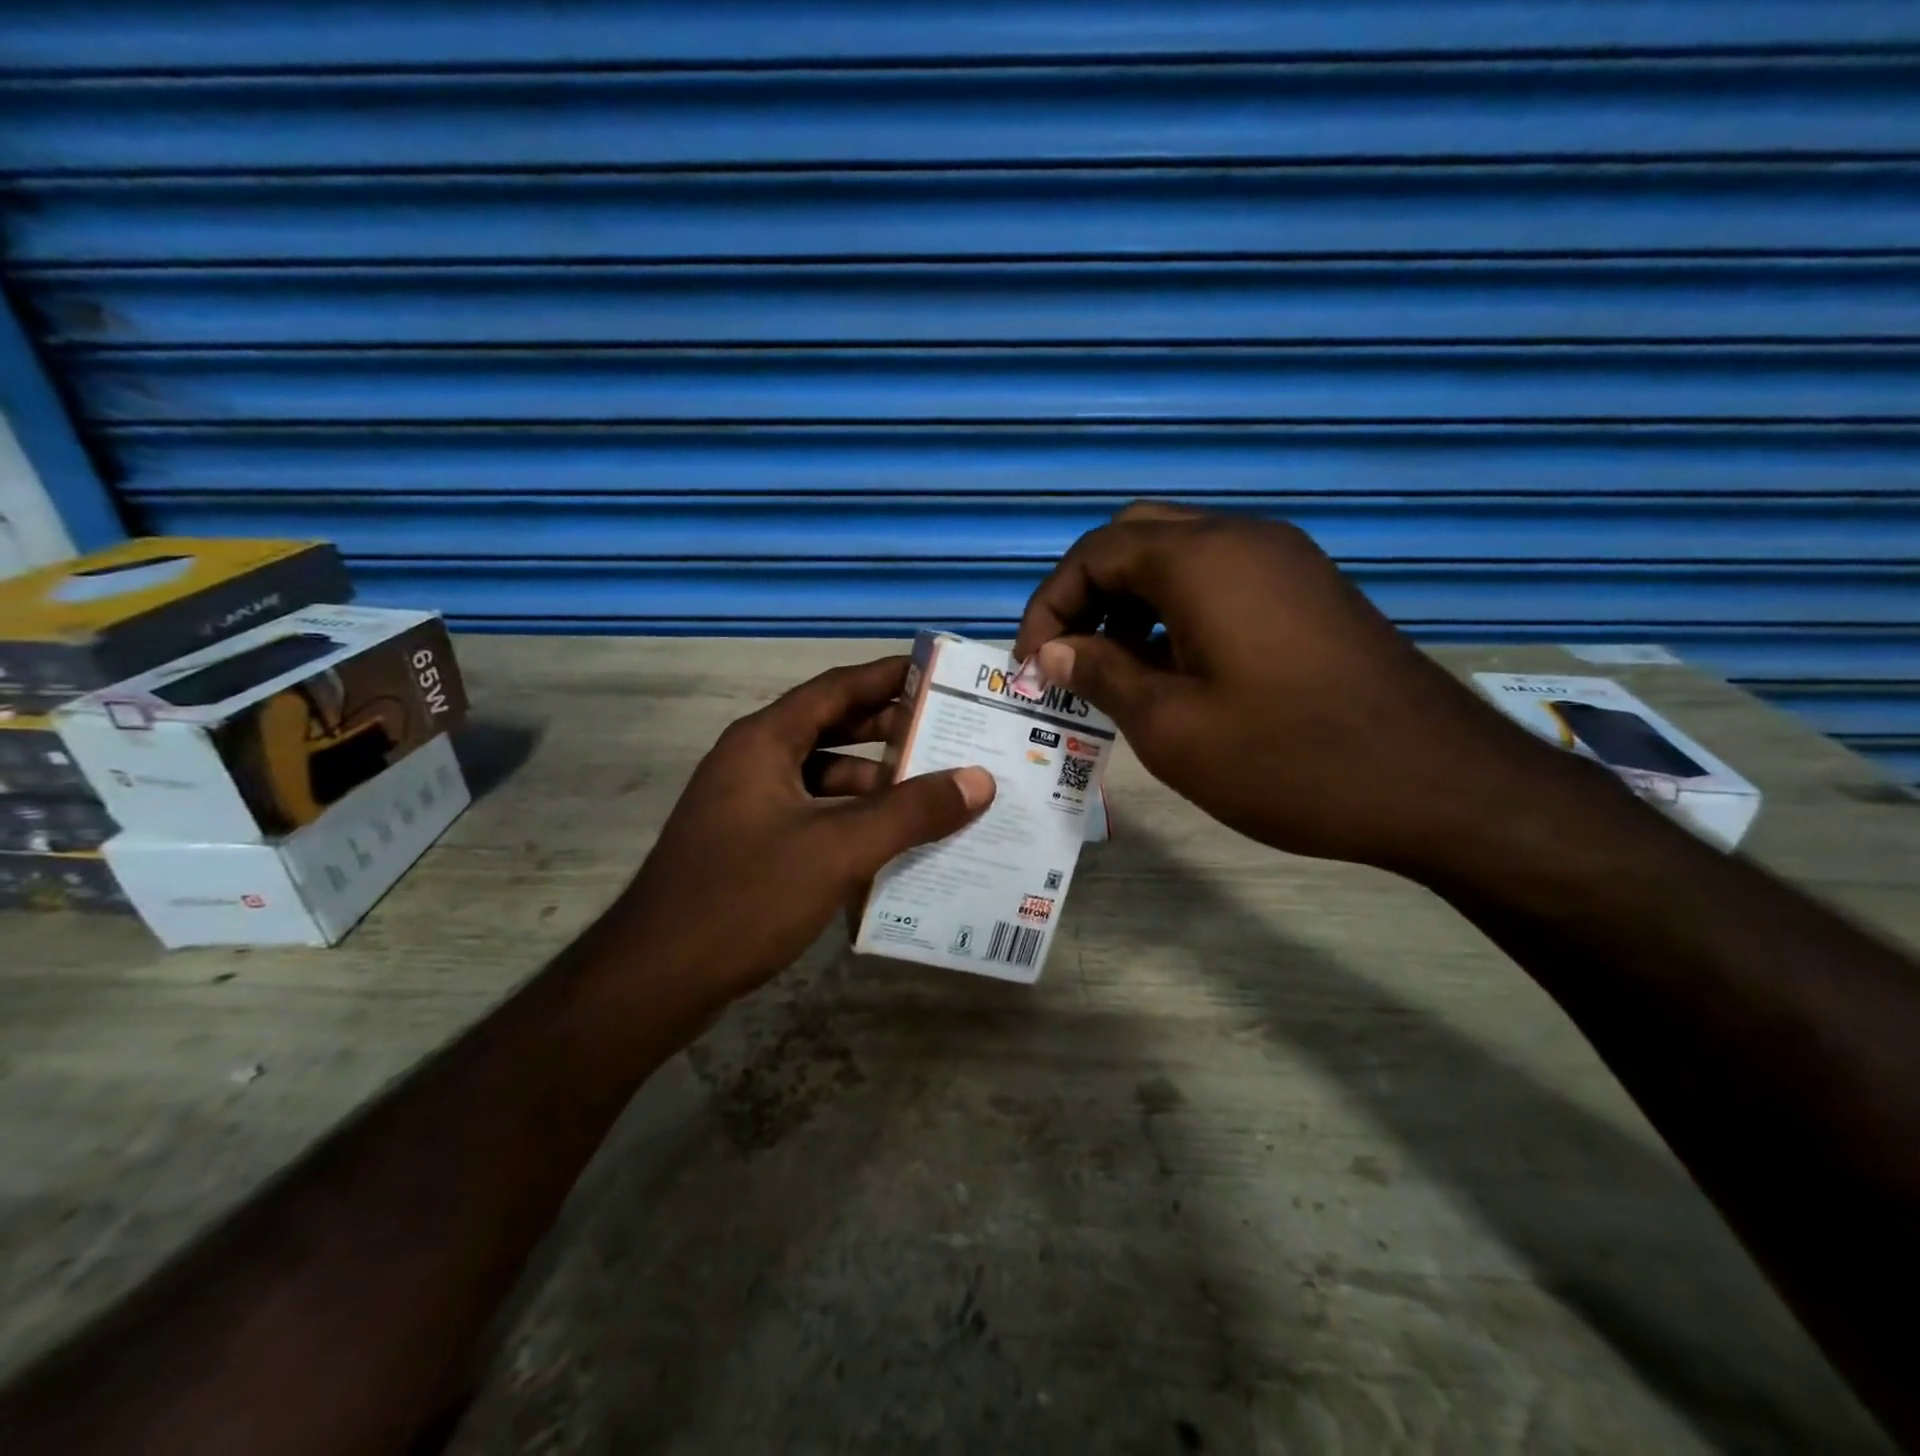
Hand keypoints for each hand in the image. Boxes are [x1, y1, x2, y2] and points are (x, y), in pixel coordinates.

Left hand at [612, 656, 994, 1008]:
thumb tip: (979, 780)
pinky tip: (892, 846)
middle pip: (832, 730)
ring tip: (935, 796)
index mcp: (764, 741)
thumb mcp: (838, 849)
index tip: (940, 675)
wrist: (656, 979)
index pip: (836, 688)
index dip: (888, 677)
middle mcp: (753, 763)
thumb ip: (911, 812)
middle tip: (951, 738)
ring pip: (824, 780)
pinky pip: (813, 818)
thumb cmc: (745, 896)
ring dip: (875, 785)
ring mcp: (748, 807)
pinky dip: (852, 822)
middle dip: (890, 733)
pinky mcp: (749, 847)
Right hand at [1012, 503, 1577, 872]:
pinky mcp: (1310, 590)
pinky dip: (1178, 609)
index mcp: (1201, 559)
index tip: (1032, 664)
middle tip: (1068, 655)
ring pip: (1181, 555)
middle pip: (1136, 538)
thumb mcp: (1172, 727)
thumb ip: (1101, 675)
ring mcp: (1285, 560)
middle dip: (1088, 592)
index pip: (1094, 552)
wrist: (1440, 785)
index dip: (1048, 604)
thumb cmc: (1290, 759)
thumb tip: (1053, 650)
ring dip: (1132, 600)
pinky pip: (1222, 578)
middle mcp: (1243, 538)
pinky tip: (1174, 668)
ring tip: (1113, 668)